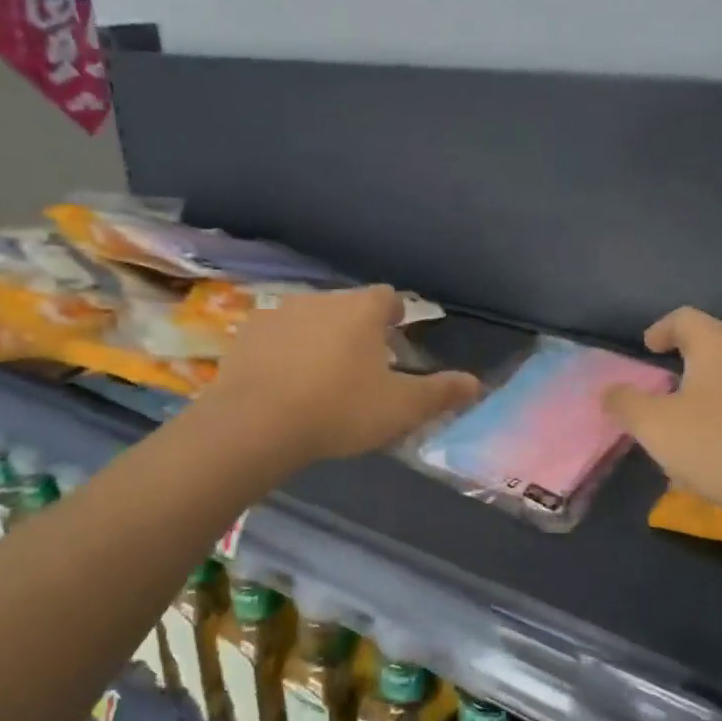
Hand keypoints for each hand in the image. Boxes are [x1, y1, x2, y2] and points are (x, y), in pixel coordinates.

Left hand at [202, 286, 478, 464]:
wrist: (256, 423)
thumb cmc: (339, 409)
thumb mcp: (400, 408)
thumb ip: (440, 393)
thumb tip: (475, 383)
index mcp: (361, 309)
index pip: (388, 297)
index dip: (394, 316)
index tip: (395, 338)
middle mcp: (321, 299)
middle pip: (347, 307)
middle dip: (357, 330)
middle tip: (361, 367)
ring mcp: (279, 313)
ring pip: (309, 319)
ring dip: (319, 338)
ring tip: (320, 377)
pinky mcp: (246, 334)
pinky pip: (275, 337)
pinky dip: (284, 352)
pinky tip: (283, 383)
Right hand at [602, 307, 721, 520]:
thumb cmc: (720, 447)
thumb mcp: (655, 427)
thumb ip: (626, 403)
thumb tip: (608, 391)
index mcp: (720, 344)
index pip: (685, 318)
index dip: (662, 329)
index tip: (649, 347)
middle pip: (718, 342)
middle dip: (691, 359)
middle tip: (671, 385)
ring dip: (720, 387)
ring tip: (703, 419)